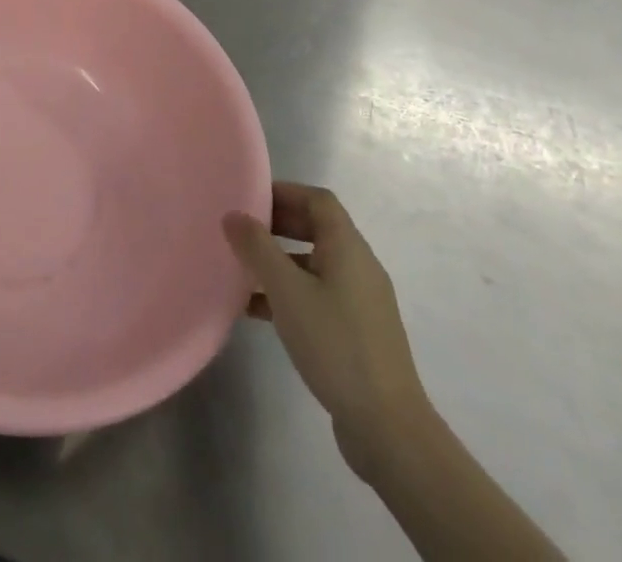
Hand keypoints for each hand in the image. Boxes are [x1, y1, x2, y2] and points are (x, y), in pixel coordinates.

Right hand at [225, 183, 429, 481]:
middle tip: (240, 231)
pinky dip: (289, 292)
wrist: (388, 428)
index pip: (318, 200)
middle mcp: (360, 267)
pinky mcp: (357, 332)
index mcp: (348, 248)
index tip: (248, 199)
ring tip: (242, 270)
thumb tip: (233, 215)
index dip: (284, 192)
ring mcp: (361, 302)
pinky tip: (257, 310)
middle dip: (277, 225)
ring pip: (314, 264)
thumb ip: (256, 248)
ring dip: (279, 261)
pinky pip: (318, 295)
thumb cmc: (335, 344)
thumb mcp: (286, 290)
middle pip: (316, 228)